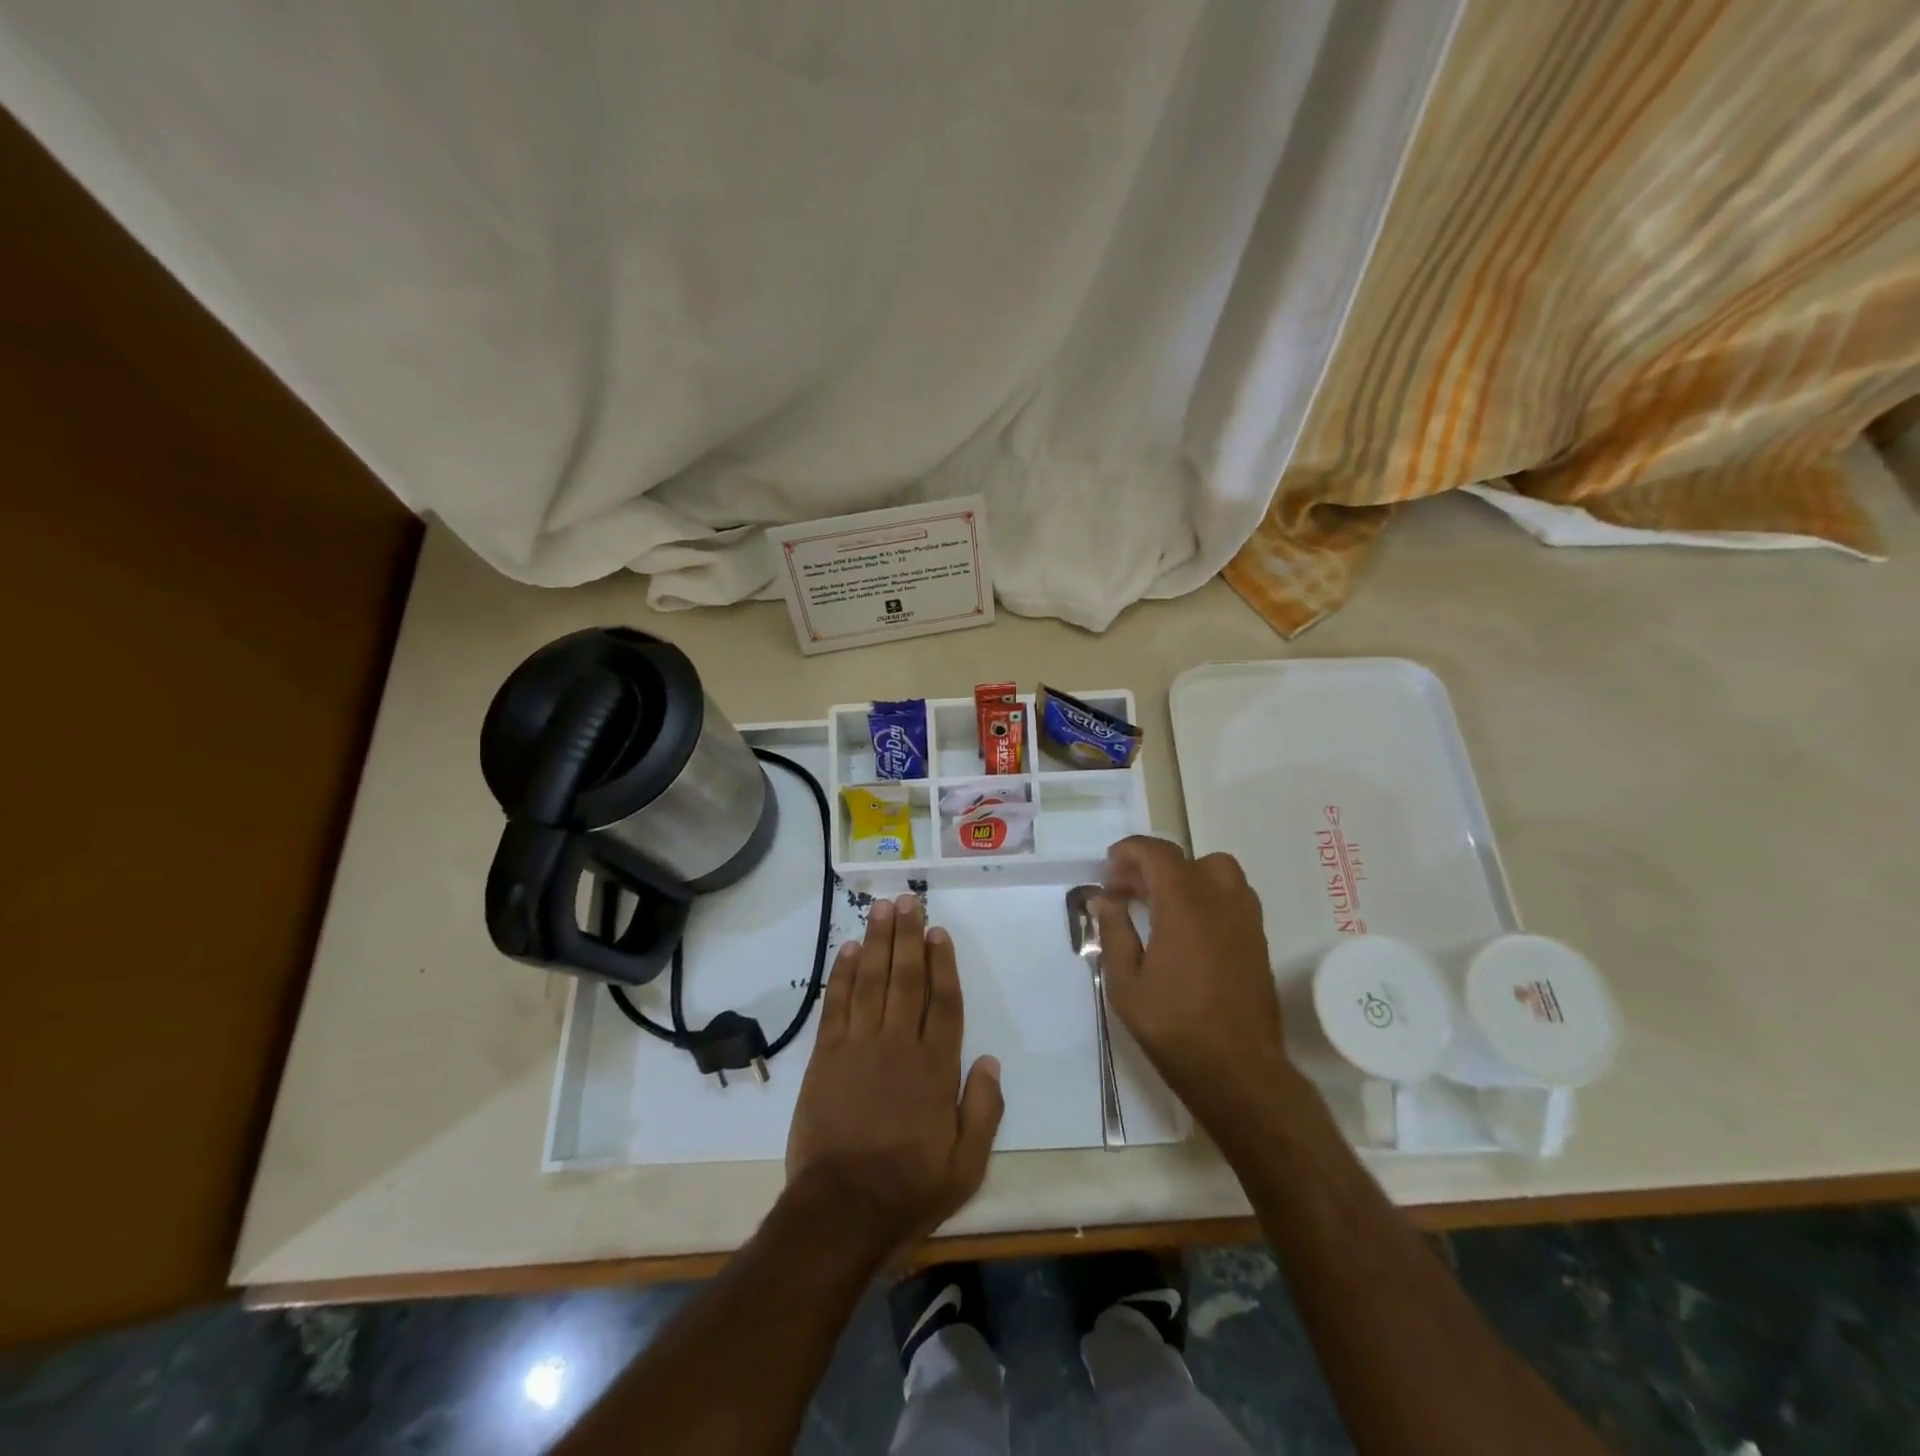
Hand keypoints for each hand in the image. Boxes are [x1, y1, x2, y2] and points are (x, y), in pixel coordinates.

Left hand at [785, 894, 1003, 1262]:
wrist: (841, 1210)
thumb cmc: (909, 1188)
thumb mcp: (967, 1164)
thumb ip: (984, 1109)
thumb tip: (990, 1060)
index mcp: (935, 1067)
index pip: (943, 1002)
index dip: (942, 963)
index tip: (939, 932)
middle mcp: (898, 1044)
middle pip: (905, 978)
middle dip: (907, 937)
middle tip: (907, 901)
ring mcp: (858, 1046)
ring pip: (870, 981)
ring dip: (876, 942)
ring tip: (880, 909)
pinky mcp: (826, 1057)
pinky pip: (836, 1005)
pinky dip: (842, 975)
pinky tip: (846, 950)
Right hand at [1096, 837, 1289, 1119]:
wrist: (1239, 1071)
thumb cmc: (1174, 1027)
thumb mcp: (1126, 983)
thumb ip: (1114, 933)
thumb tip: (1104, 899)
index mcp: (1184, 906)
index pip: (1158, 854)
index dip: (1130, 851)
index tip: (1108, 868)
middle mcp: (1220, 902)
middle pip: (1187, 860)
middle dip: (1151, 866)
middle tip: (1125, 890)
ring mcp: (1245, 921)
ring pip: (1217, 873)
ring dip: (1185, 877)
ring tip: (1159, 904)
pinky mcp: (1258, 941)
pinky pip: (1232, 898)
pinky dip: (1206, 896)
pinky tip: (1187, 928)